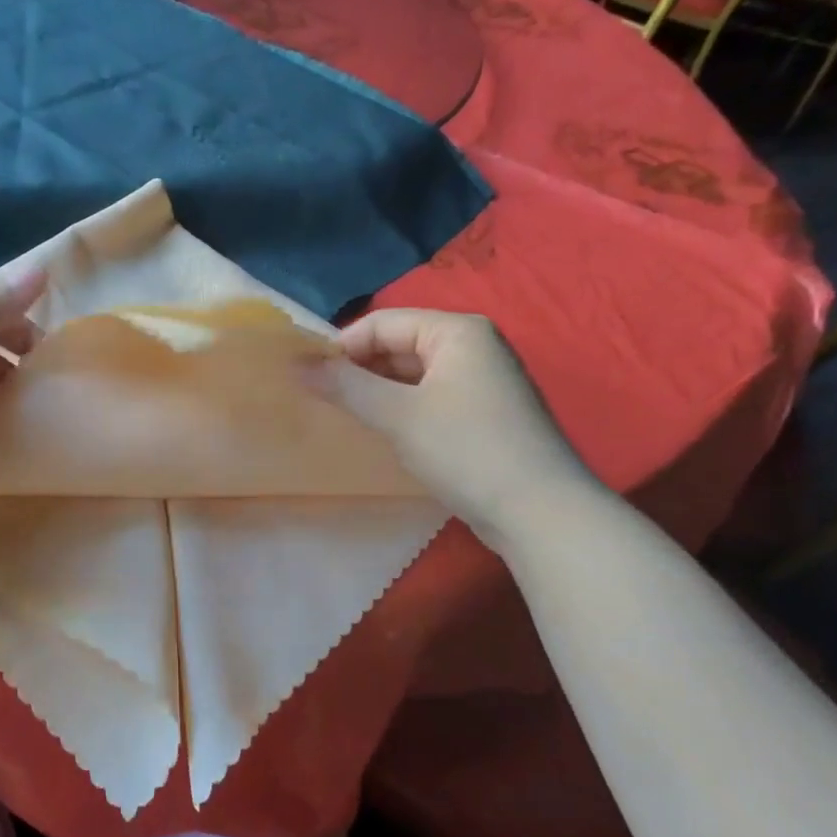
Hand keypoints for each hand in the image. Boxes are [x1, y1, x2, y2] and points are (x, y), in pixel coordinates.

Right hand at [306, 309, 597, 543]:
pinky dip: (403, 409)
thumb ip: (345, 385)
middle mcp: (473, 346)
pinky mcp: (484, 413)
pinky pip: (430, 397)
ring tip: (349, 418)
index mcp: (457, 331)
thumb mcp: (397, 415)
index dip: (341, 348)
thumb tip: (296, 363)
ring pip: (412, 375)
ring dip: (379, 392)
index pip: (381, 323)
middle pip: (398, 346)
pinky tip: (386, 434)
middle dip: (360, 371)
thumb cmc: (466, 449)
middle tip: (325, 402)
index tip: (310, 380)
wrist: (540, 513)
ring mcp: (483, 381)